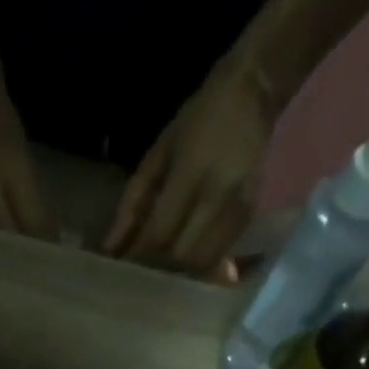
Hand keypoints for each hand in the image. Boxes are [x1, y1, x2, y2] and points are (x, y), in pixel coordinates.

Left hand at [104, 61, 273, 274]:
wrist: (256, 88)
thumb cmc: (199, 117)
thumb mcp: (159, 151)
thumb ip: (134, 200)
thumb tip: (111, 247)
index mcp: (190, 173)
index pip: (158, 233)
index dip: (137, 259)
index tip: (119, 274)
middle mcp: (217, 195)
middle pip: (181, 257)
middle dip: (157, 272)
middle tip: (138, 280)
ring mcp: (237, 208)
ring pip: (202, 263)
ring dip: (179, 275)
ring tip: (161, 276)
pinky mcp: (250, 216)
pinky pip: (219, 255)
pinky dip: (199, 267)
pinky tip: (185, 266)